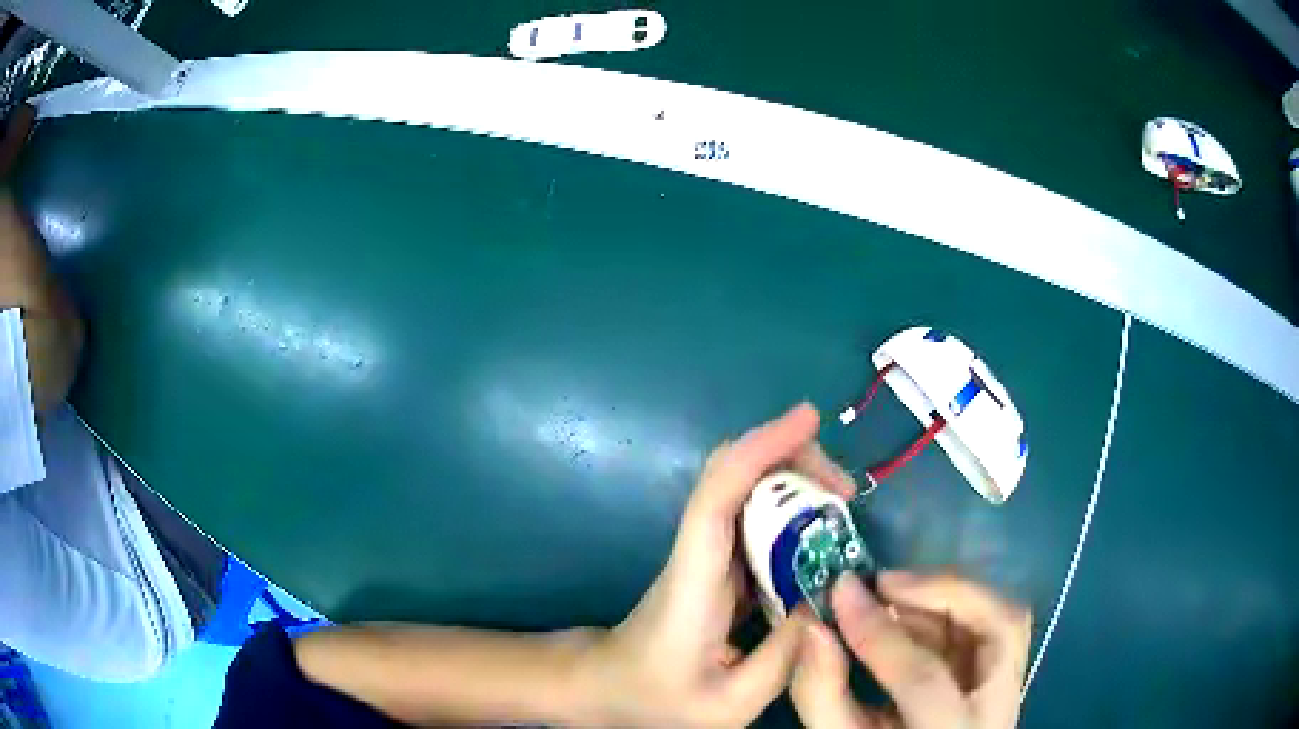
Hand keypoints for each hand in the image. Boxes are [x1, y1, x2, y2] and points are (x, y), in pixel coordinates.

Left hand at [577, 403, 857, 727]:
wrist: (607, 690)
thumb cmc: (656, 700)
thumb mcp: (730, 703)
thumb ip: (784, 659)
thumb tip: (828, 605)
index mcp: (692, 582)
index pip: (719, 495)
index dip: (762, 447)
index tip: (808, 418)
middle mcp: (695, 553)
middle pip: (734, 474)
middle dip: (793, 459)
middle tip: (847, 490)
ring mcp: (703, 556)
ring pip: (745, 491)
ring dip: (795, 481)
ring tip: (844, 505)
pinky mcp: (715, 567)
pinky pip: (753, 522)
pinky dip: (791, 511)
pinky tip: (822, 535)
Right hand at [791, 571, 1031, 728]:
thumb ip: (821, 693)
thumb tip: (812, 626)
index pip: (924, 679)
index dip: (880, 631)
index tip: (840, 589)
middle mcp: (997, 708)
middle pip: (1002, 628)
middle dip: (946, 591)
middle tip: (886, 581)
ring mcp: (1011, 688)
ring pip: (1005, 619)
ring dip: (949, 596)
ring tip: (893, 593)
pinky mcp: (1007, 675)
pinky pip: (991, 627)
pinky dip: (952, 610)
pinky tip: (911, 612)